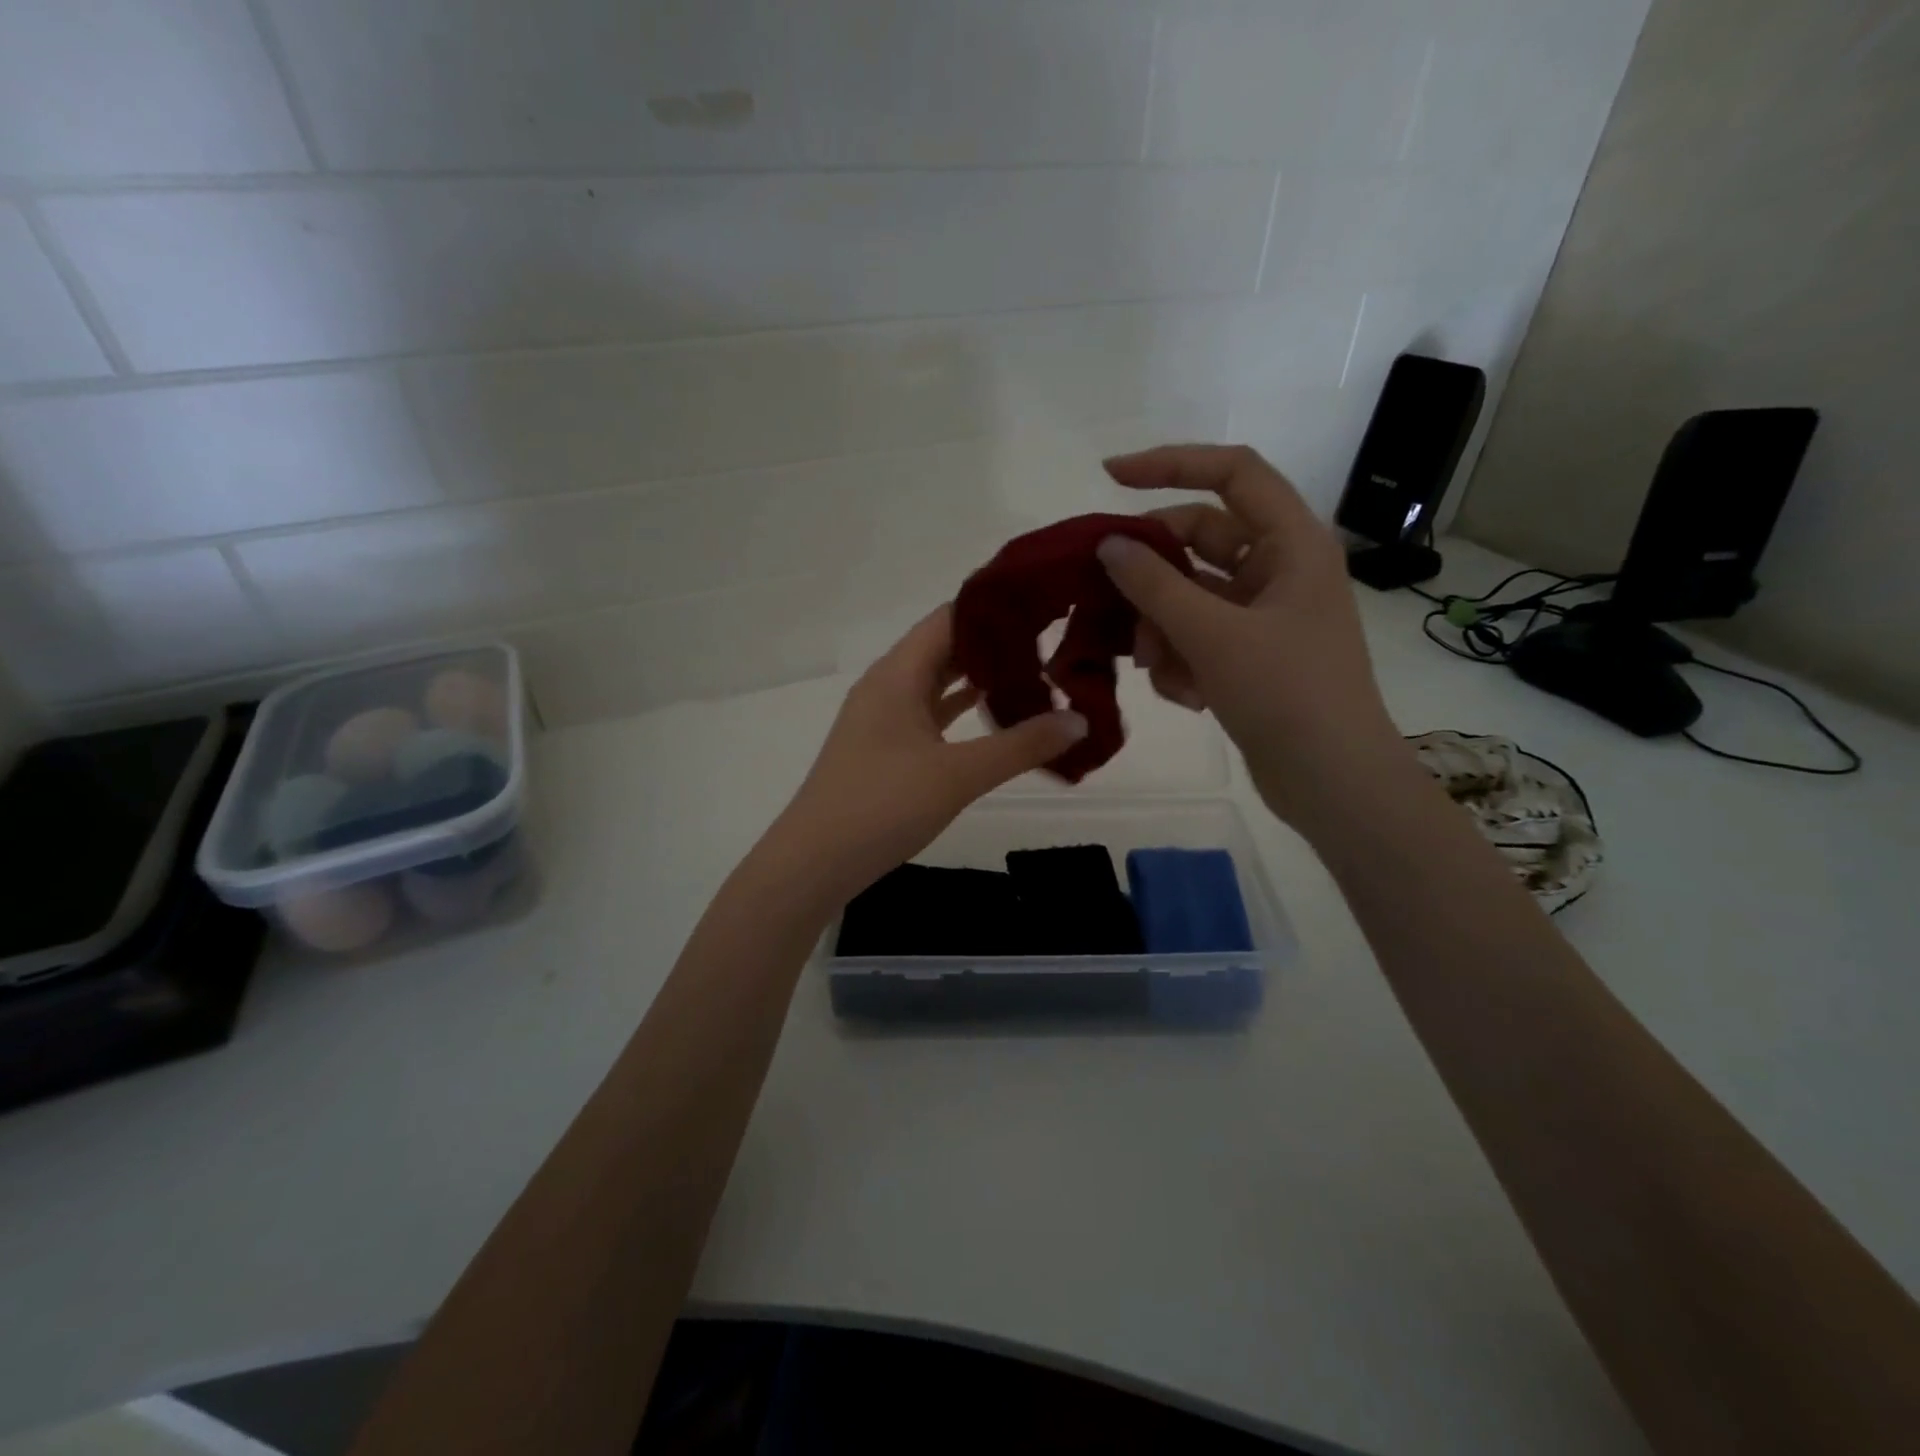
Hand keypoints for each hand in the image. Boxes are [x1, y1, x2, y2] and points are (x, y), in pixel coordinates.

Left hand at [767, 606, 1088, 903]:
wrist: (814, 862)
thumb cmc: (883, 805)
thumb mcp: (959, 774)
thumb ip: (1021, 746)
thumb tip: (1081, 721)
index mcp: (898, 673)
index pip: (951, 617)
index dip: (995, 609)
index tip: (1044, 606)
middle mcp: (887, 684)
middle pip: (945, 646)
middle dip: (995, 644)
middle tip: (1052, 641)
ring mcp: (882, 717)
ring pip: (937, 682)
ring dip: (979, 678)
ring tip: (1035, 674)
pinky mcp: (883, 747)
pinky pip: (928, 713)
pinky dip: (960, 710)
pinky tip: (993, 716)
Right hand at [1094, 444, 1403, 827]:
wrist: (1332, 781)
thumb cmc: (1285, 693)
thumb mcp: (1212, 634)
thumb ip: (1154, 584)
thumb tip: (1107, 545)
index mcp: (1291, 543)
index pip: (1231, 473)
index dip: (1171, 464)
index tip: (1109, 477)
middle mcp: (1279, 569)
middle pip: (1198, 542)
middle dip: (1153, 577)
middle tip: (1110, 603)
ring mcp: (1264, 615)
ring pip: (1190, 596)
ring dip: (1162, 628)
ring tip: (1158, 670)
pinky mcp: (1250, 655)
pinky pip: (1199, 637)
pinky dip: (1182, 661)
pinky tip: (1186, 697)